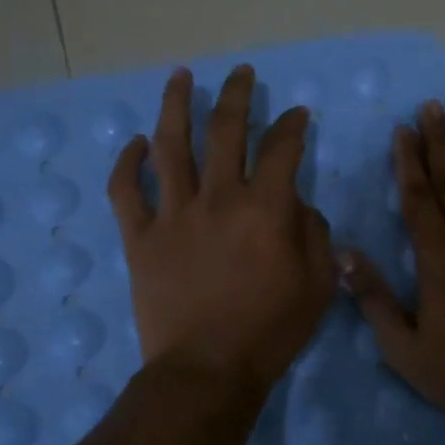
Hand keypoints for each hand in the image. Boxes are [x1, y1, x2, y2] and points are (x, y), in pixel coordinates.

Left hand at [109, 65, 335, 399]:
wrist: (207, 370)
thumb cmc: (271, 330)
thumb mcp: (318, 284)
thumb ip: (314, 233)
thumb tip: (297, 205)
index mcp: (265, 208)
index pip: (281, 148)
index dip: (291, 125)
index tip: (296, 114)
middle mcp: (218, 198)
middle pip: (225, 130)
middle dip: (236, 95)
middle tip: (241, 74)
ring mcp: (173, 215)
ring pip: (170, 145)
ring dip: (175, 105)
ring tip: (180, 76)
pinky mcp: (139, 238)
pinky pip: (126, 191)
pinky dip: (128, 163)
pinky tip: (136, 143)